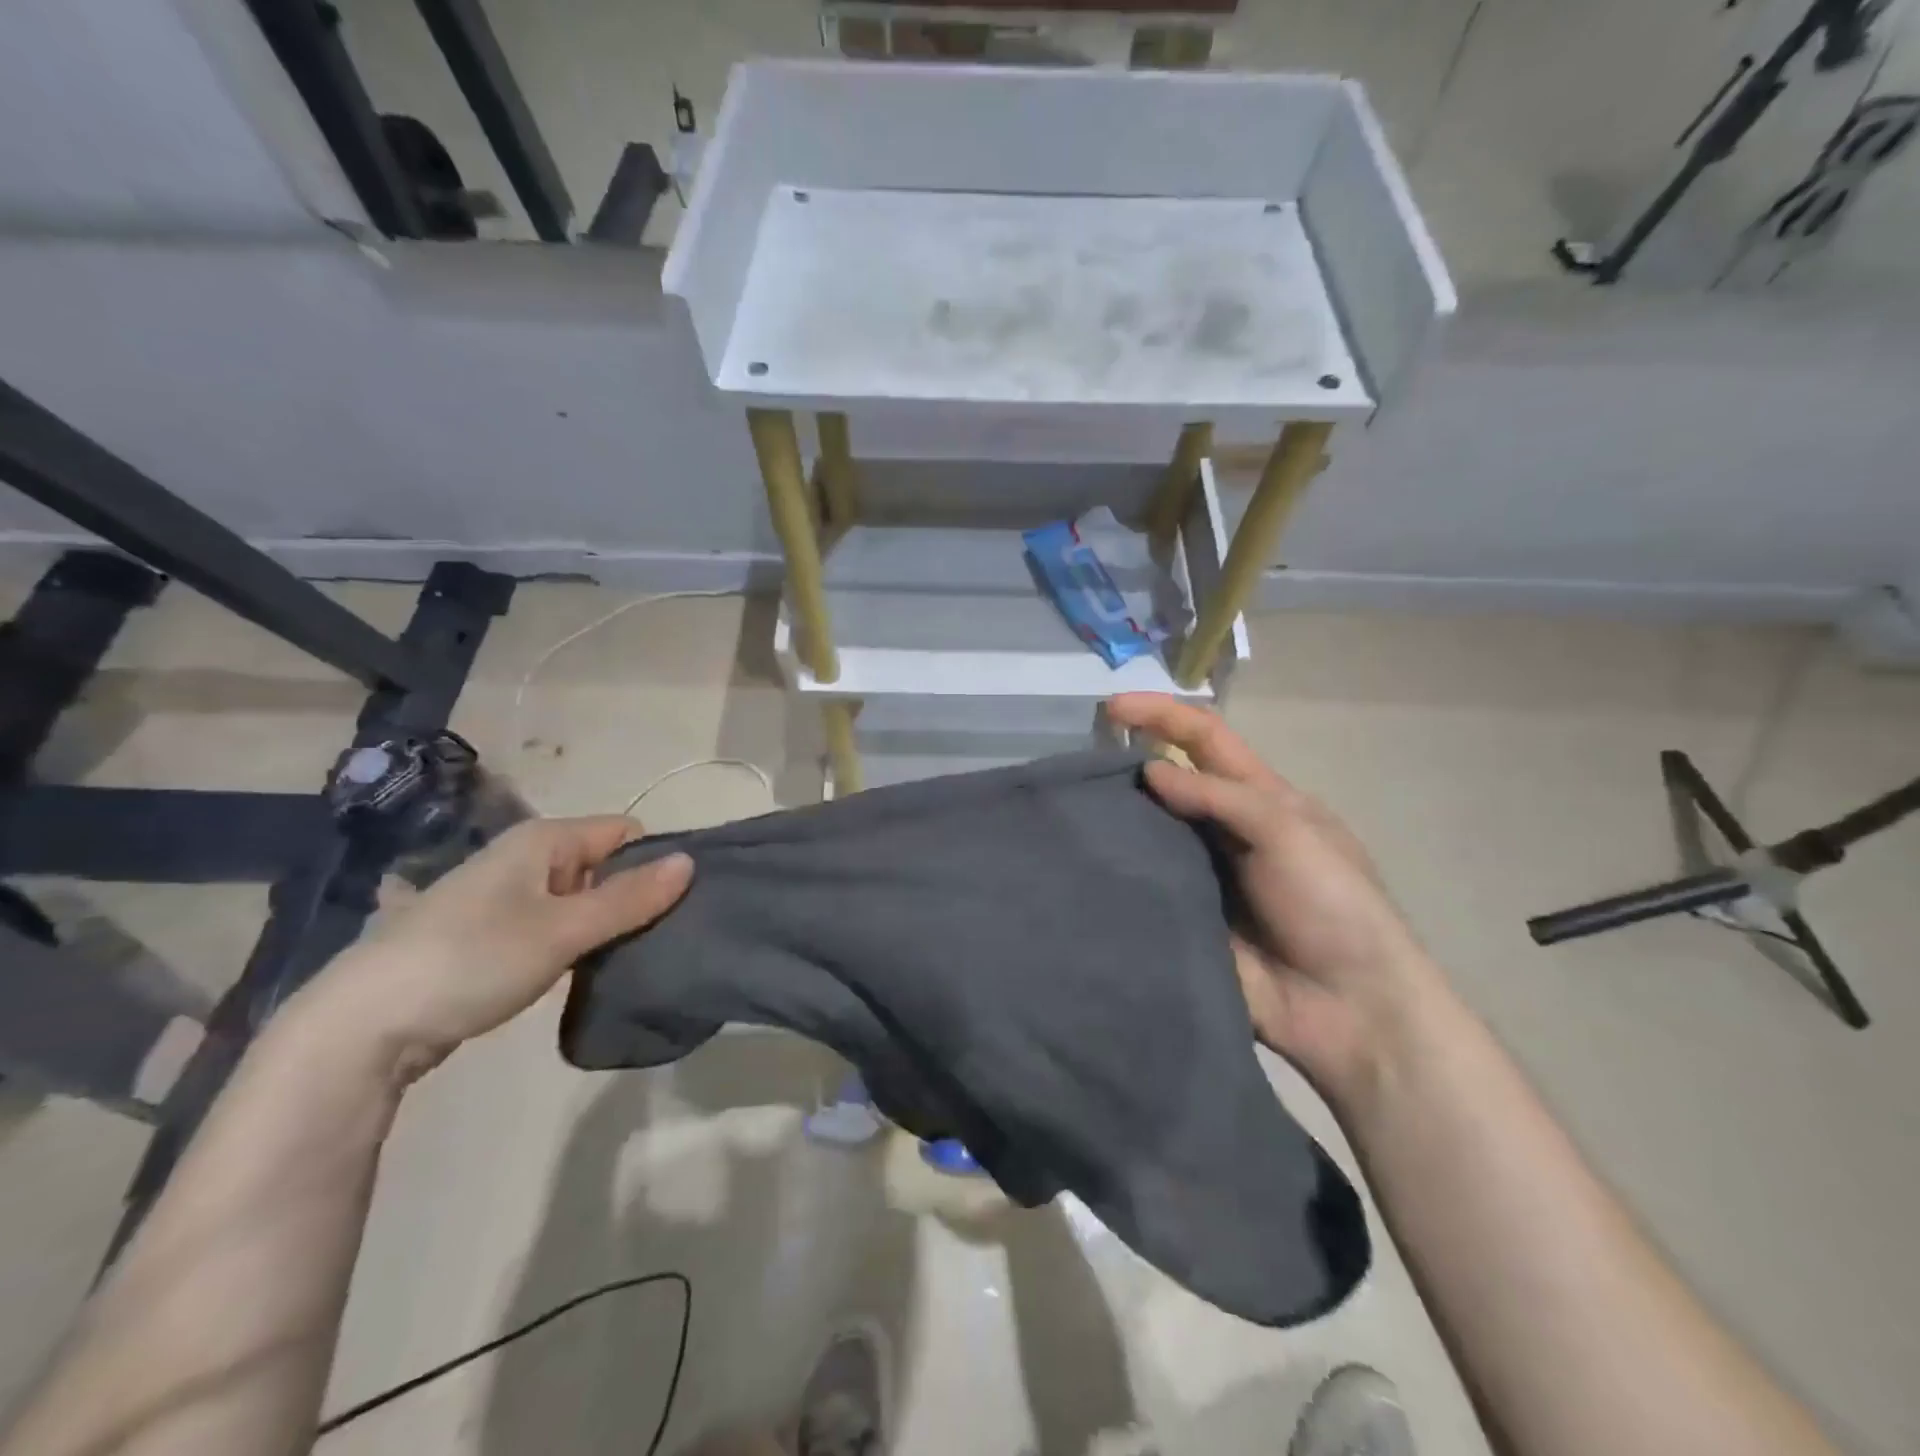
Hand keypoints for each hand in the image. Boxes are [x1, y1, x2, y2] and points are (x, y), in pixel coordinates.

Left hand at [302, 816, 691, 1080]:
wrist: (362, 1026)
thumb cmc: (472, 960)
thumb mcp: (562, 930)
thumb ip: (629, 898)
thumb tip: (690, 862)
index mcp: (543, 840)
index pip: (624, 832)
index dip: (654, 861)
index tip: (676, 905)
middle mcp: (525, 858)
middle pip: (604, 865)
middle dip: (633, 897)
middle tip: (658, 939)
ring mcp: (504, 897)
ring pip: (580, 899)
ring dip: (605, 926)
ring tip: (628, 960)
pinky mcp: (491, 936)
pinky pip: (553, 926)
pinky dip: (574, 944)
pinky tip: (583, 973)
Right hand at [1108, 693, 1442, 1103]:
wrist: (1349, 1009)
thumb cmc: (1333, 906)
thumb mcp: (1290, 833)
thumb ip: (1220, 797)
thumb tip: (1150, 769)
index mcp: (1260, 798)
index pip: (1205, 738)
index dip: (1162, 714)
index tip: (1111, 707)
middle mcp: (1224, 828)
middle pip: (1170, 781)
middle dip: (1127, 762)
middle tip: (1076, 767)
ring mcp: (1201, 874)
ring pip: (1149, 832)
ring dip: (1116, 818)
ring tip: (1067, 812)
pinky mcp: (1182, 916)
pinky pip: (1143, 886)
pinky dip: (1116, 872)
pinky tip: (1080, 866)